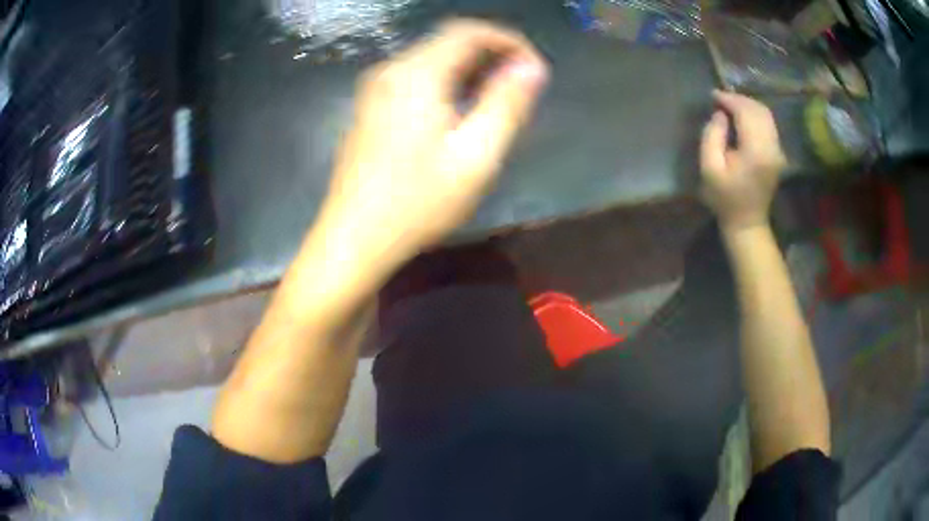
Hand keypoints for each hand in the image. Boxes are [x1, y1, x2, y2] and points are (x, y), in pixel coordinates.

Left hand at [319, 19, 547, 267]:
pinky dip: (446, 82)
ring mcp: (375, 88)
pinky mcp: (370, 107)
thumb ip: (507, 103)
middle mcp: (391, 70)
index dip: (508, 41)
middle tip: (521, 86)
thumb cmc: (417, 202)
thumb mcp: (475, 155)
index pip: (469, 31)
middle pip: (449, 41)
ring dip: (470, 69)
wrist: (354, 237)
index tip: (533, 68)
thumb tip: (531, 67)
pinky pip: (415, 78)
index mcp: (417, 74)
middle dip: (491, 54)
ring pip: (432, 59)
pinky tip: (460, 110)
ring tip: (498, 99)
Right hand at [700, 91, 786, 232]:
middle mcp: (772, 147)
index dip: (729, 99)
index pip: (746, 112)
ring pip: (766, 115)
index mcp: (756, 151)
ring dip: (748, 106)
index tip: (713, 95)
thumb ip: (712, 136)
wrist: (747, 222)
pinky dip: (755, 115)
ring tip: (730, 106)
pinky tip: (742, 117)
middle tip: (721, 99)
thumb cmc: (725, 198)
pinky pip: (769, 124)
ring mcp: (778, 150)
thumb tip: (720, 115)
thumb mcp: (709, 168)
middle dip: (739, 100)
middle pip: (759, 110)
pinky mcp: (778, 153)